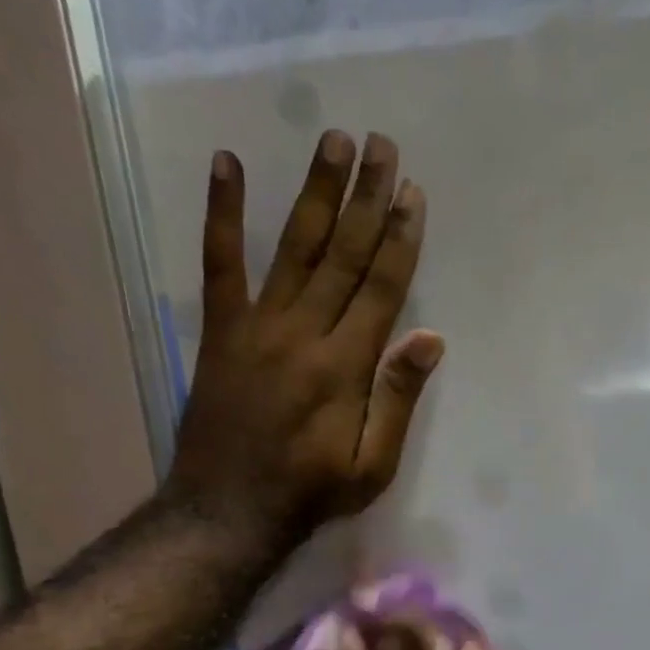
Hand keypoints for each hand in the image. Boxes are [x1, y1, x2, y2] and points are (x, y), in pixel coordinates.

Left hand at [166, 131, 440, 544]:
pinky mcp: (221, 331)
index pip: (380, 289)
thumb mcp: (373, 465)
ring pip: (293, 248)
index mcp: (344, 367)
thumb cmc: (311, 492)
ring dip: (316, 192)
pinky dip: (223, 214)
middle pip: (342, 255)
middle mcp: (303, 333)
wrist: (229, 509)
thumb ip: (398, 400)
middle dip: (366, 199)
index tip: (412, 195)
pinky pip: (220, 263)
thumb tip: (429, 338)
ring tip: (333, 140)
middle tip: (382, 145)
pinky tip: (228, 166)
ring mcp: (257, 326)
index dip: (399, 240)